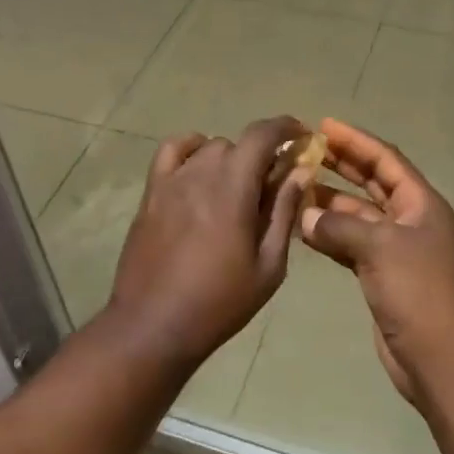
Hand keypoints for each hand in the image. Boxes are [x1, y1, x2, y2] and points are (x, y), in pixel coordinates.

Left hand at [103, 115, 308, 372]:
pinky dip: (190, 149)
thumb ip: (284, 211)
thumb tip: (301, 171)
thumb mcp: (268, 265)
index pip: (262, 134)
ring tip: (236, 186)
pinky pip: (171, 151)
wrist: (153, 326)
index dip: (286, 127)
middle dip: (261, 155)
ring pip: (208, 147)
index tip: (302, 136)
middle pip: (238, 143)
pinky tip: (198, 170)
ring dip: (230, 158)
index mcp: (234, 186)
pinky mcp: (151, 192)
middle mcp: (202, 172)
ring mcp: (172, 180)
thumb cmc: (219, 302)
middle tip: (272, 184)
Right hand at [299, 118, 453, 403]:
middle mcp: (410, 219)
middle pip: (372, 182)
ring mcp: (395, 248)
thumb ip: (339, 226)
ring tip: (295, 186)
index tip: (325, 125)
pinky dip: (329, 234)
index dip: (356, 141)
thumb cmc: (416, 291)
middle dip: (342, 165)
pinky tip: (302, 228)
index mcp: (420, 203)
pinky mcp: (381, 274)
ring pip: (358, 214)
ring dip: (330, 201)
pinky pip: (351, 242)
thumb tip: (305, 217)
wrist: (436, 357)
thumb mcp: (379, 248)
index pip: (385, 160)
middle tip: (306, 149)